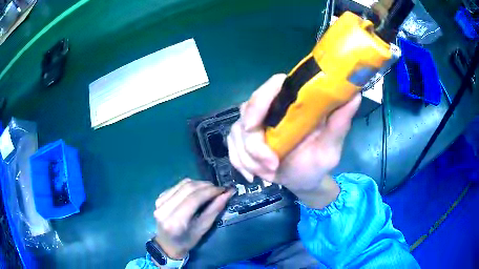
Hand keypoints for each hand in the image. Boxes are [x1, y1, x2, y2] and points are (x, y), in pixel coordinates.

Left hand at [153, 179, 235, 259]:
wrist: (167, 244)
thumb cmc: (186, 241)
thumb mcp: (202, 229)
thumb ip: (214, 210)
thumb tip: (227, 193)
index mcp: (175, 222)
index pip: (194, 199)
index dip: (210, 191)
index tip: (223, 190)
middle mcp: (164, 209)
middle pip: (188, 188)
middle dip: (206, 186)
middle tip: (219, 189)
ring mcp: (160, 201)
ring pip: (183, 184)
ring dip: (199, 184)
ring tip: (210, 189)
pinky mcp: (159, 197)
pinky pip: (177, 186)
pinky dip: (190, 186)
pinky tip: (197, 191)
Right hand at [227, 74, 360, 208]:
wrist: (304, 181)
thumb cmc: (318, 163)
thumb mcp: (331, 147)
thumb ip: (340, 123)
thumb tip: (355, 95)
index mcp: (293, 104)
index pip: (273, 86)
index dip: (261, 99)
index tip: (257, 126)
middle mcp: (272, 109)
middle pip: (247, 111)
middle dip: (253, 144)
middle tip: (271, 166)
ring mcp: (256, 125)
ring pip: (236, 132)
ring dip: (248, 157)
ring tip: (268, 175)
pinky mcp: (245, 140)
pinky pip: (231, 147)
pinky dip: (240, 163)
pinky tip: (253, 177)